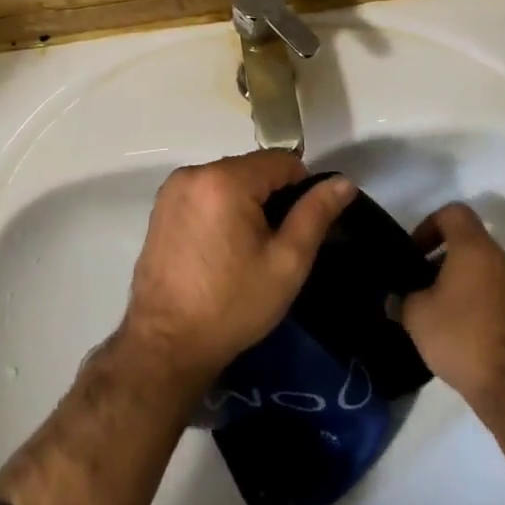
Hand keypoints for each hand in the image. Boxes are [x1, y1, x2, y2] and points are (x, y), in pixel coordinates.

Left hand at [122, 149, 355, 384]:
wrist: (166, 344)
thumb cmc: (232, 305)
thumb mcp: (286, 262)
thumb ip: (316, 214)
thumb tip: (343, 181)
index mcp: (225, 179)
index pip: (281, 160)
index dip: (302, 188)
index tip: (301, 226)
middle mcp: (194, 173)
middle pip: (252, 168)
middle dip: (271, 197)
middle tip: (276, 244)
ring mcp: (173, 189)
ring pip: (228, 179)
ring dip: (246, 202)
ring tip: (248, 250)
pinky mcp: (161, 207)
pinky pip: (205, 193)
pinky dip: (220, 209)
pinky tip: (221, 249)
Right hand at [402, 203, 504, 418]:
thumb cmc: (462, 338)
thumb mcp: (416, 316)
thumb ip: (403, 298)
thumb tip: (397, 298)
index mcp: (476, 249)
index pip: (454, 213)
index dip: (430, 225)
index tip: (416, 253)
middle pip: (472, 244)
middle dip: (446, 260)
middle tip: (425, 287)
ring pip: (490, 273)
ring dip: (468, 285)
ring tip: (447, 316)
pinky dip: (487, 307)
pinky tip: (472, 337)